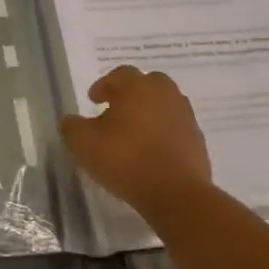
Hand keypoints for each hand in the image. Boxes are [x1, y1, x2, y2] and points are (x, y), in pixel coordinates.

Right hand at [59, 66, 212, 221]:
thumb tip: (70, 121)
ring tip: (135, 132)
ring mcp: (184, 116)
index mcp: (136, 87)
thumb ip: (71, 127)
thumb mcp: (83, 144)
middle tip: (117, 110)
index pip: (119, 74)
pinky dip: (164, 132)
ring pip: (165, 104)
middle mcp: (163, 94)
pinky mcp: (198, 140)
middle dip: (132, 93)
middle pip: (148, 83)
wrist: (176, 193)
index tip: (93, 101)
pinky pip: (176, 127)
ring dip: (150, 112)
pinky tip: (152, 151)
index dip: (104, 85)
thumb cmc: (125, 160)